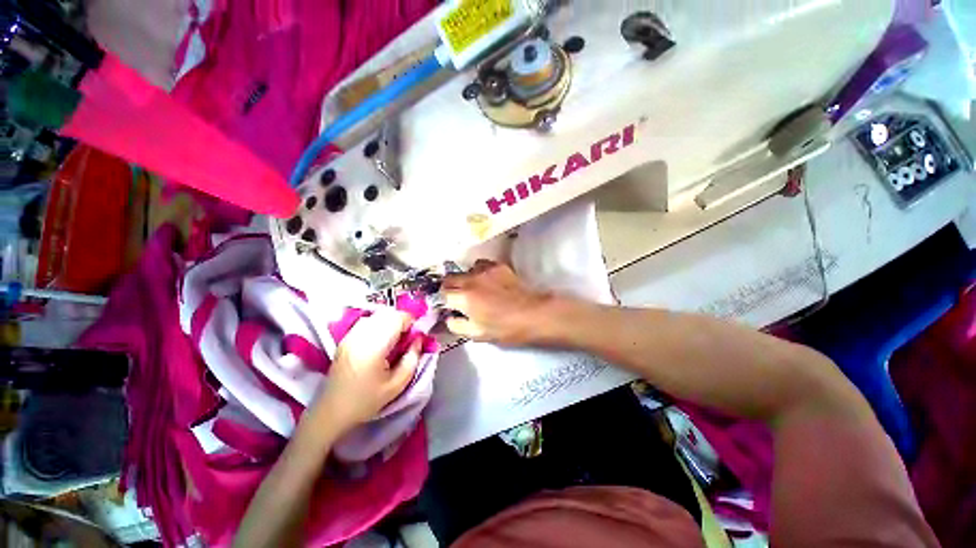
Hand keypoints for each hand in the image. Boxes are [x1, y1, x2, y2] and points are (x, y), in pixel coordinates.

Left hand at [311, 310, 420, 433]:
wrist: (332, 411)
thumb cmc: (366, 400)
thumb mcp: (397, 385)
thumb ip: (412, 358)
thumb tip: (418, 339)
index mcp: (374, 346)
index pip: (397, 318)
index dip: (412, 322)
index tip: (417, 335)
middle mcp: (360, 335)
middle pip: (388, 314)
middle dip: (403, 321)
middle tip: (408, 338)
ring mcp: (351, 335)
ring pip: (378, 315)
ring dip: (391, 321)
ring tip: (396, 339)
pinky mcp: (346, 338)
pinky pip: (368, 321)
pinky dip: (380, 324)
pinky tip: (382, 340)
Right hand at [442, 260, 551, 345]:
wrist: (533, 314)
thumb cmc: (506, 328)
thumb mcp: (478, 334)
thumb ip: (457, 325)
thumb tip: (448, 317)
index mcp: (464, 298)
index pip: (441, 294)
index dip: (441, 301)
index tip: (446, 306)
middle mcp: (471, 280)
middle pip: (449, 278)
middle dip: (448, 288)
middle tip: (456, 298)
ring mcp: (485, 270)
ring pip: (465, 270)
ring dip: (464, 279)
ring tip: (473, 288)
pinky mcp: (498, 265)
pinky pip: (481, 265)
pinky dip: (479, 272)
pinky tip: (487, 281)